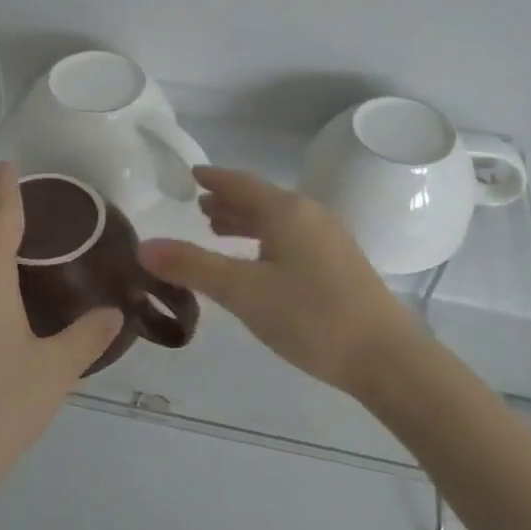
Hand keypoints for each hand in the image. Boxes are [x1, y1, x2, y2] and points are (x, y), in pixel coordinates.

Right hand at [139, 167, 425, 395]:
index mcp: (286, 211)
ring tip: (221, 230)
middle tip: (200, 206)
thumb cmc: (310, 317)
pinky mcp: (341, 264)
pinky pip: (293, 238)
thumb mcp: (243, 291)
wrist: (385, 356)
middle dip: (229, 201)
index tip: (192, 173)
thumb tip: (144, 246)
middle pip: (262, 200)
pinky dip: (267, 240)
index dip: (214, 178)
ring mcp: (330, 239)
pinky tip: (261, 262)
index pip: (241, 183)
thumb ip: (193, 267)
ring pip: (279, 221)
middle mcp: (310, 215)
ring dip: (248, 222)